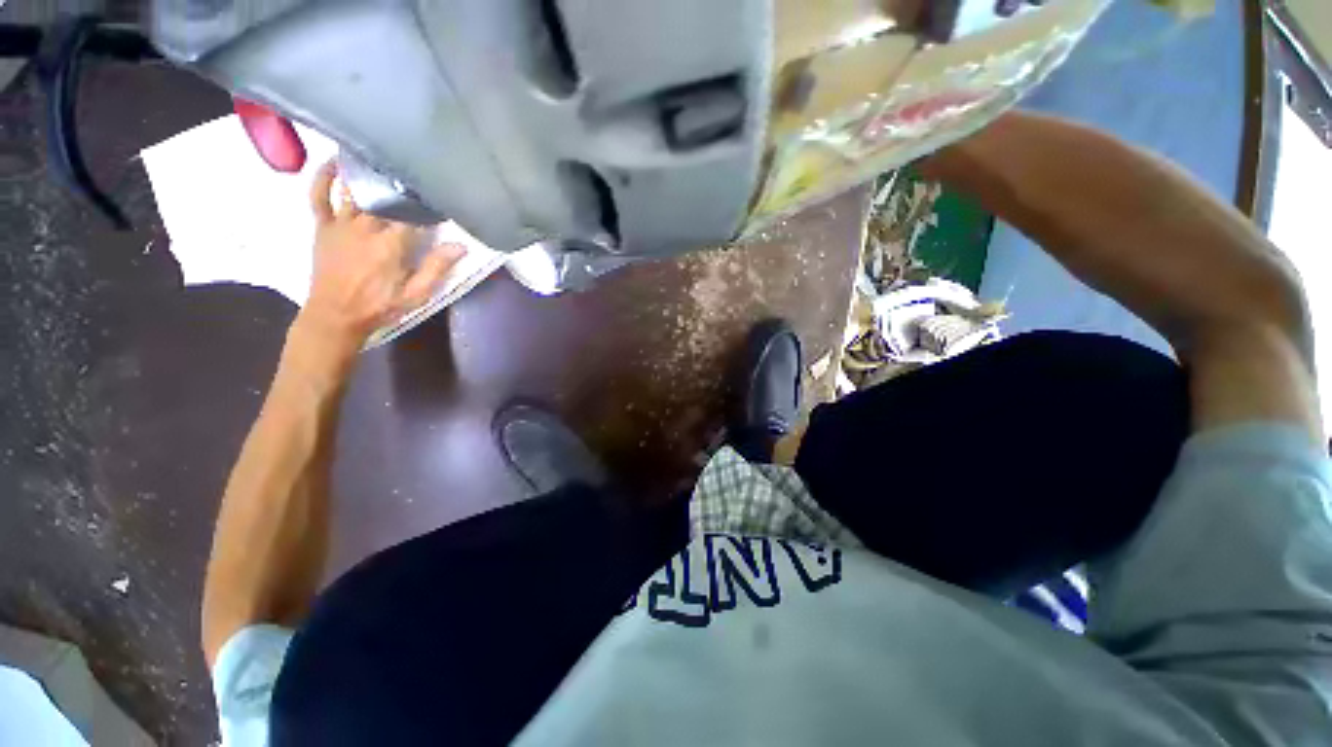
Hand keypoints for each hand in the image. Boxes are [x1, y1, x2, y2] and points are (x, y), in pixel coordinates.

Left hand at [296, 159, 462, 352]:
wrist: (335, 316)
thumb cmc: (380, 306)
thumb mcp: (416, 294)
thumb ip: (436, 268)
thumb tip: (460, 246)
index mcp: (391, 244)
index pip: (413, 215)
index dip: (427, 206)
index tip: (439, 199)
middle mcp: (365, 227)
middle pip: (385, 197)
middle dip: (400, 186)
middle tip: (414, 174)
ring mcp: (341, 224)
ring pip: (355, 190)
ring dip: (368, 174)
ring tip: (381, 158)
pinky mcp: (323, 226)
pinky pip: (319, 196)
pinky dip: (324, 177)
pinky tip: (335, 163)